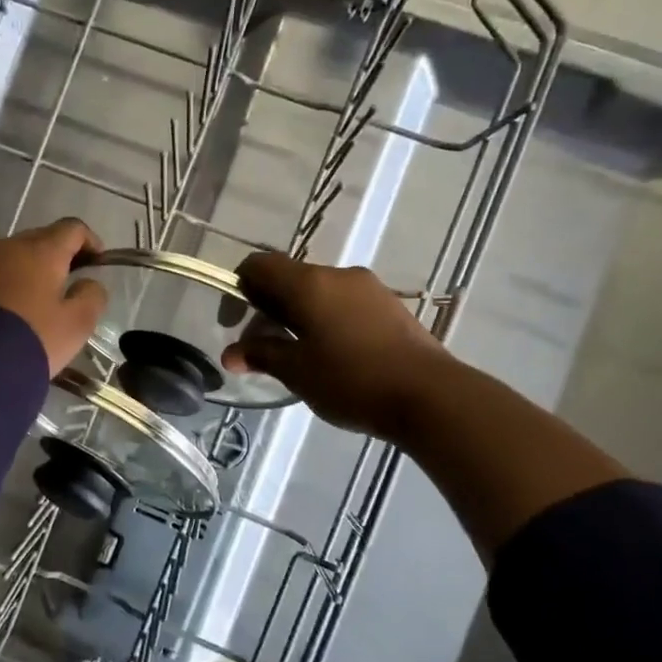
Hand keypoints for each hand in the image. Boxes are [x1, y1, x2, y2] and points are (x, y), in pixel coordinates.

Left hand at [0, 219, 108, 376]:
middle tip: (70, 281)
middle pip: (41, 238)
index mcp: (42, 250)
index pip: (72, 228)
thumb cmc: (32, 339)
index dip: (90, 241)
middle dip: (59, 254)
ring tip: (40, 298)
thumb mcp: (76, 325)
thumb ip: (92, 297)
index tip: (98, 262)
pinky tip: (12, 308)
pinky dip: (8, 283)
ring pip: (14, 256)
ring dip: (31, 269)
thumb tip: (89, 283)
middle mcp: (9, 246)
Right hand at [221, 251, 450, 442]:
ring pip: (318, 292)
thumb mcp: (297, 372)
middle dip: (268, 308)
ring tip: (298, 356)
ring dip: (298, 316)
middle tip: (262, 347)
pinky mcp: (390, 307)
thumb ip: (261, 355)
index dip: (239, 289)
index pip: (259, 265)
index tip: (235, 323)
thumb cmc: (352, 380)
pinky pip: (344, 303)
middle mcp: (338, 275)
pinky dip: (326, 320)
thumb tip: (231, 354)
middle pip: (289, 278)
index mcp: (309, 283)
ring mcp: (369, 289)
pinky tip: (332, 355)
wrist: (431, 395)